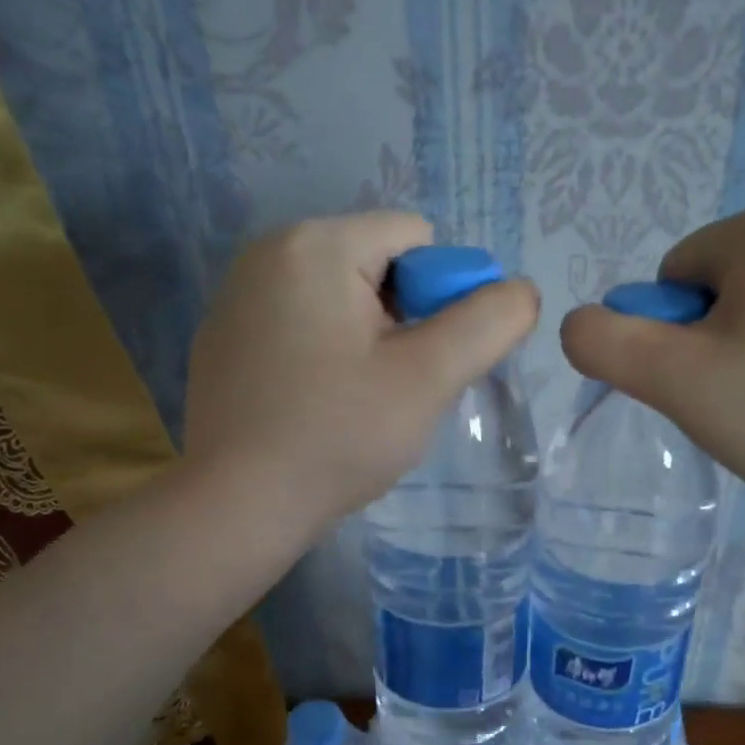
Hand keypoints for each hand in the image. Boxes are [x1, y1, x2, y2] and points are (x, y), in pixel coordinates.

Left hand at [183, 213, 538, 528]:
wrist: (239, 506)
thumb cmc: (338, 435)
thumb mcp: (428, 377)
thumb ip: (488, 323)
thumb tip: (519, 291)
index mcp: (316, 244)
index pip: (417, 238)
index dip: (443, 297)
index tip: (425, 361)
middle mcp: (269, 252)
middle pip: (378, 266)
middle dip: (405, 322)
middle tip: (396, 389)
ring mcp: (238, 297)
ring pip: (342, 301)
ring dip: (370, 343)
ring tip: (359, 403)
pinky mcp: (225, 340)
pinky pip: (303, 327)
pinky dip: (327, 357)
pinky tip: (319, 408)